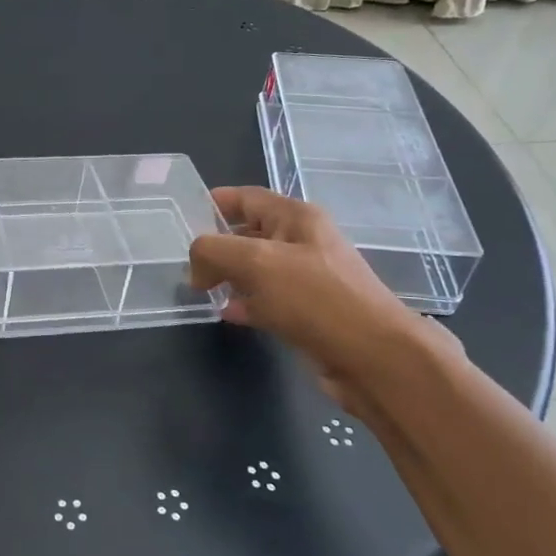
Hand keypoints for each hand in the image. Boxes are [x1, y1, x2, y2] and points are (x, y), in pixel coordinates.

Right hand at [189, 187, 448, 413]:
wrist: (373, 357)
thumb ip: (212, 251)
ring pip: (256, 269)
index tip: (181, 218)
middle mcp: (304, 242)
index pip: (246, 198)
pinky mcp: (309, 313)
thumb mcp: (254, 261)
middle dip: (217, 245)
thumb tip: (197, 268)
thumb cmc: (315, 298)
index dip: (213, 203)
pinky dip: (246, 303)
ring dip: (229, 276)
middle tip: (185, 262)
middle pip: (249, 233)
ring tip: (200, 288)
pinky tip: (228, 314)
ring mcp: (308, 279)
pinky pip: (268, 300)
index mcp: (296, 217)